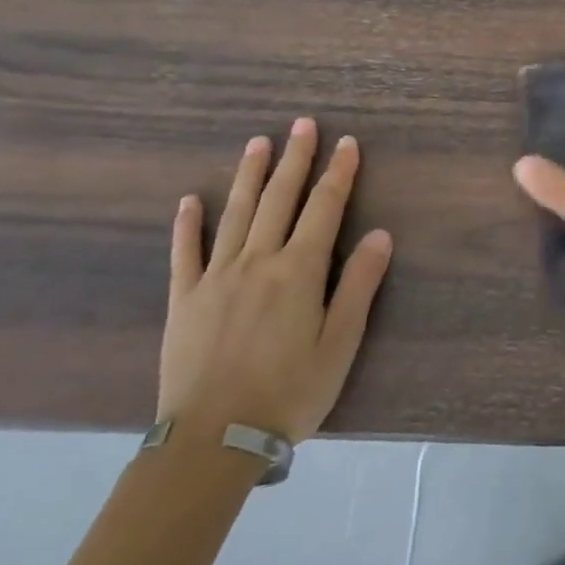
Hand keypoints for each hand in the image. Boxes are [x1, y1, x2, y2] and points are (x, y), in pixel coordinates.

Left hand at [159, 120, 391, 443]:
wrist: (213, 441)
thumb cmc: (288, 393)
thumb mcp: (340, 344)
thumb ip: (358, 285)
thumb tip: (380, 235)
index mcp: (298, 271)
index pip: (324, 208)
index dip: (338, 173)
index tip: (347, 143)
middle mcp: (257, 261)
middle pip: (278, 199)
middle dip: (295, 159)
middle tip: (302, 124)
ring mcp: (215, 277)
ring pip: (234, 214)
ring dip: (249, 175)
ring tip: (258, 143)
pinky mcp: (184, 300)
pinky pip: (185, 253)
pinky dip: (188, 224)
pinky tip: (190, 200)